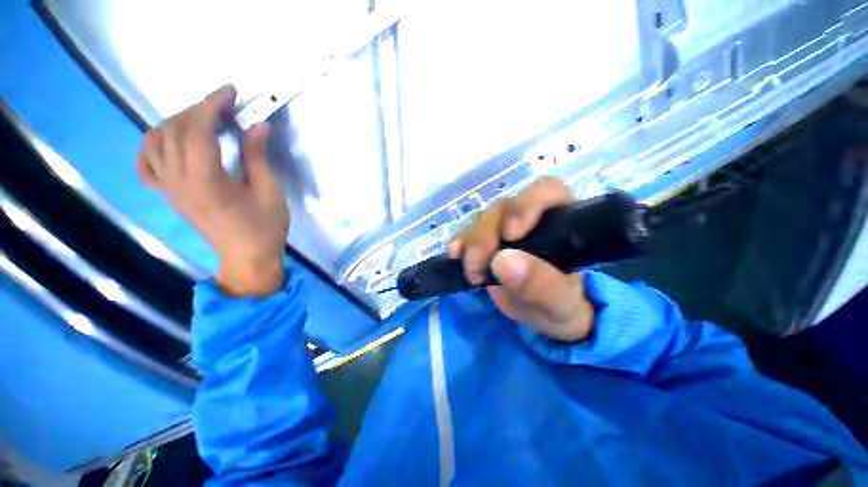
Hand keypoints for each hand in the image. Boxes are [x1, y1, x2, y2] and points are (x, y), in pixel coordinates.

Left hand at [137, 85, 288, 296]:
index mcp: (206, 182)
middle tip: (226, 106)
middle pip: (174, 130)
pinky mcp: (169, 195)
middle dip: (199, 109)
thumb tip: (257, 125)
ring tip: (203, 120)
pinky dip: (154, 144)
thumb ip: (257, 157)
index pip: (197, 130)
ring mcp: (169, 189)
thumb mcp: (270, 193)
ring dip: (177, 121)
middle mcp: (179, 181)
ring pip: (155, 141)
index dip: (212, 105)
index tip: (231, 92)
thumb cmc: (265, 228)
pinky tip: (171, 140)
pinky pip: (146, 163)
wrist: (247, 258)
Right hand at [450, 177, 593, 340]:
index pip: (546, 192)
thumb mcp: (560, 304)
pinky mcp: (485, 240)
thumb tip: (504, 261)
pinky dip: (460, 244)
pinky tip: (457, 257)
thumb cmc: (563, 306)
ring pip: (482, 220)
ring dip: (472, 243)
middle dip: (487, 234)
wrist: (543, 315)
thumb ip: (541, 285)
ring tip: (472, 273)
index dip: (525, 206)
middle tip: (478, 266)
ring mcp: (504, 227)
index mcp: (562, 221)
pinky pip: (467, 233)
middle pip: (504, 208)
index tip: (510, 235)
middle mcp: (531, 218)